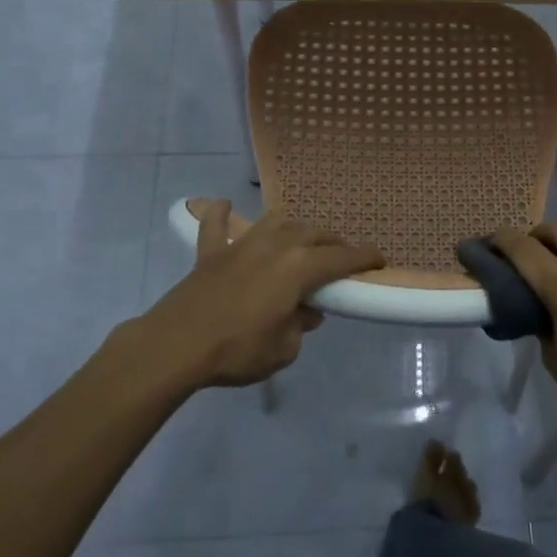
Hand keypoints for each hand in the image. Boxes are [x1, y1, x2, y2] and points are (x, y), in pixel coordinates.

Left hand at [123, 202, 383, 391]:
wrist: (176, 346)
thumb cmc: (237, 350)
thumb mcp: (283, 350)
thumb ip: (299, 327)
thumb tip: (305, 313)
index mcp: (299, 267)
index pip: (342, 258)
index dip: (364, 258)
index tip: (380, 260)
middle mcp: (275, 245)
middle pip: (313, 234)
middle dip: (332, 243)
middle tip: (342, 257)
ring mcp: (241, 245)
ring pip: (276, 223)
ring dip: (294, 229)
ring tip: (301, 239)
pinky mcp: (210, 253)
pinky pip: (216, 226)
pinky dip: (222, 215)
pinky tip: (224, 205)